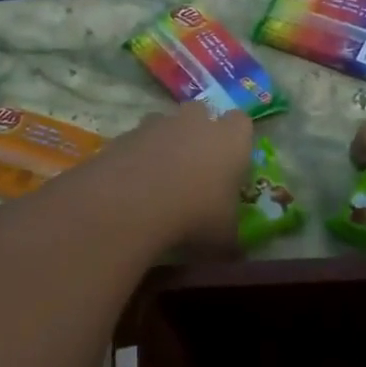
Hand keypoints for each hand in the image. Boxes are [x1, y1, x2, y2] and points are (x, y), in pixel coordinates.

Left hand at [101, 101, 253, 255]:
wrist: (132, 203)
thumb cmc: (194, 215)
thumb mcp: (223, 239)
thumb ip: (231, 239)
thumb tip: (233, 252)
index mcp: (230, 140)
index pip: (242, 123)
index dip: (236, 141)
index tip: (231, 164)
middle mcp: (195, 122)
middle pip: (201, 114)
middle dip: (198, 134)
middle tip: (195, 168)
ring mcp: (156, 125)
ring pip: (165, 125)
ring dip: (165, 144)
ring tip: (159, 180)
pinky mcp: (124, 135)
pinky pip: (136, 142)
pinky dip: (136, 158)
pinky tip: (132, 187)